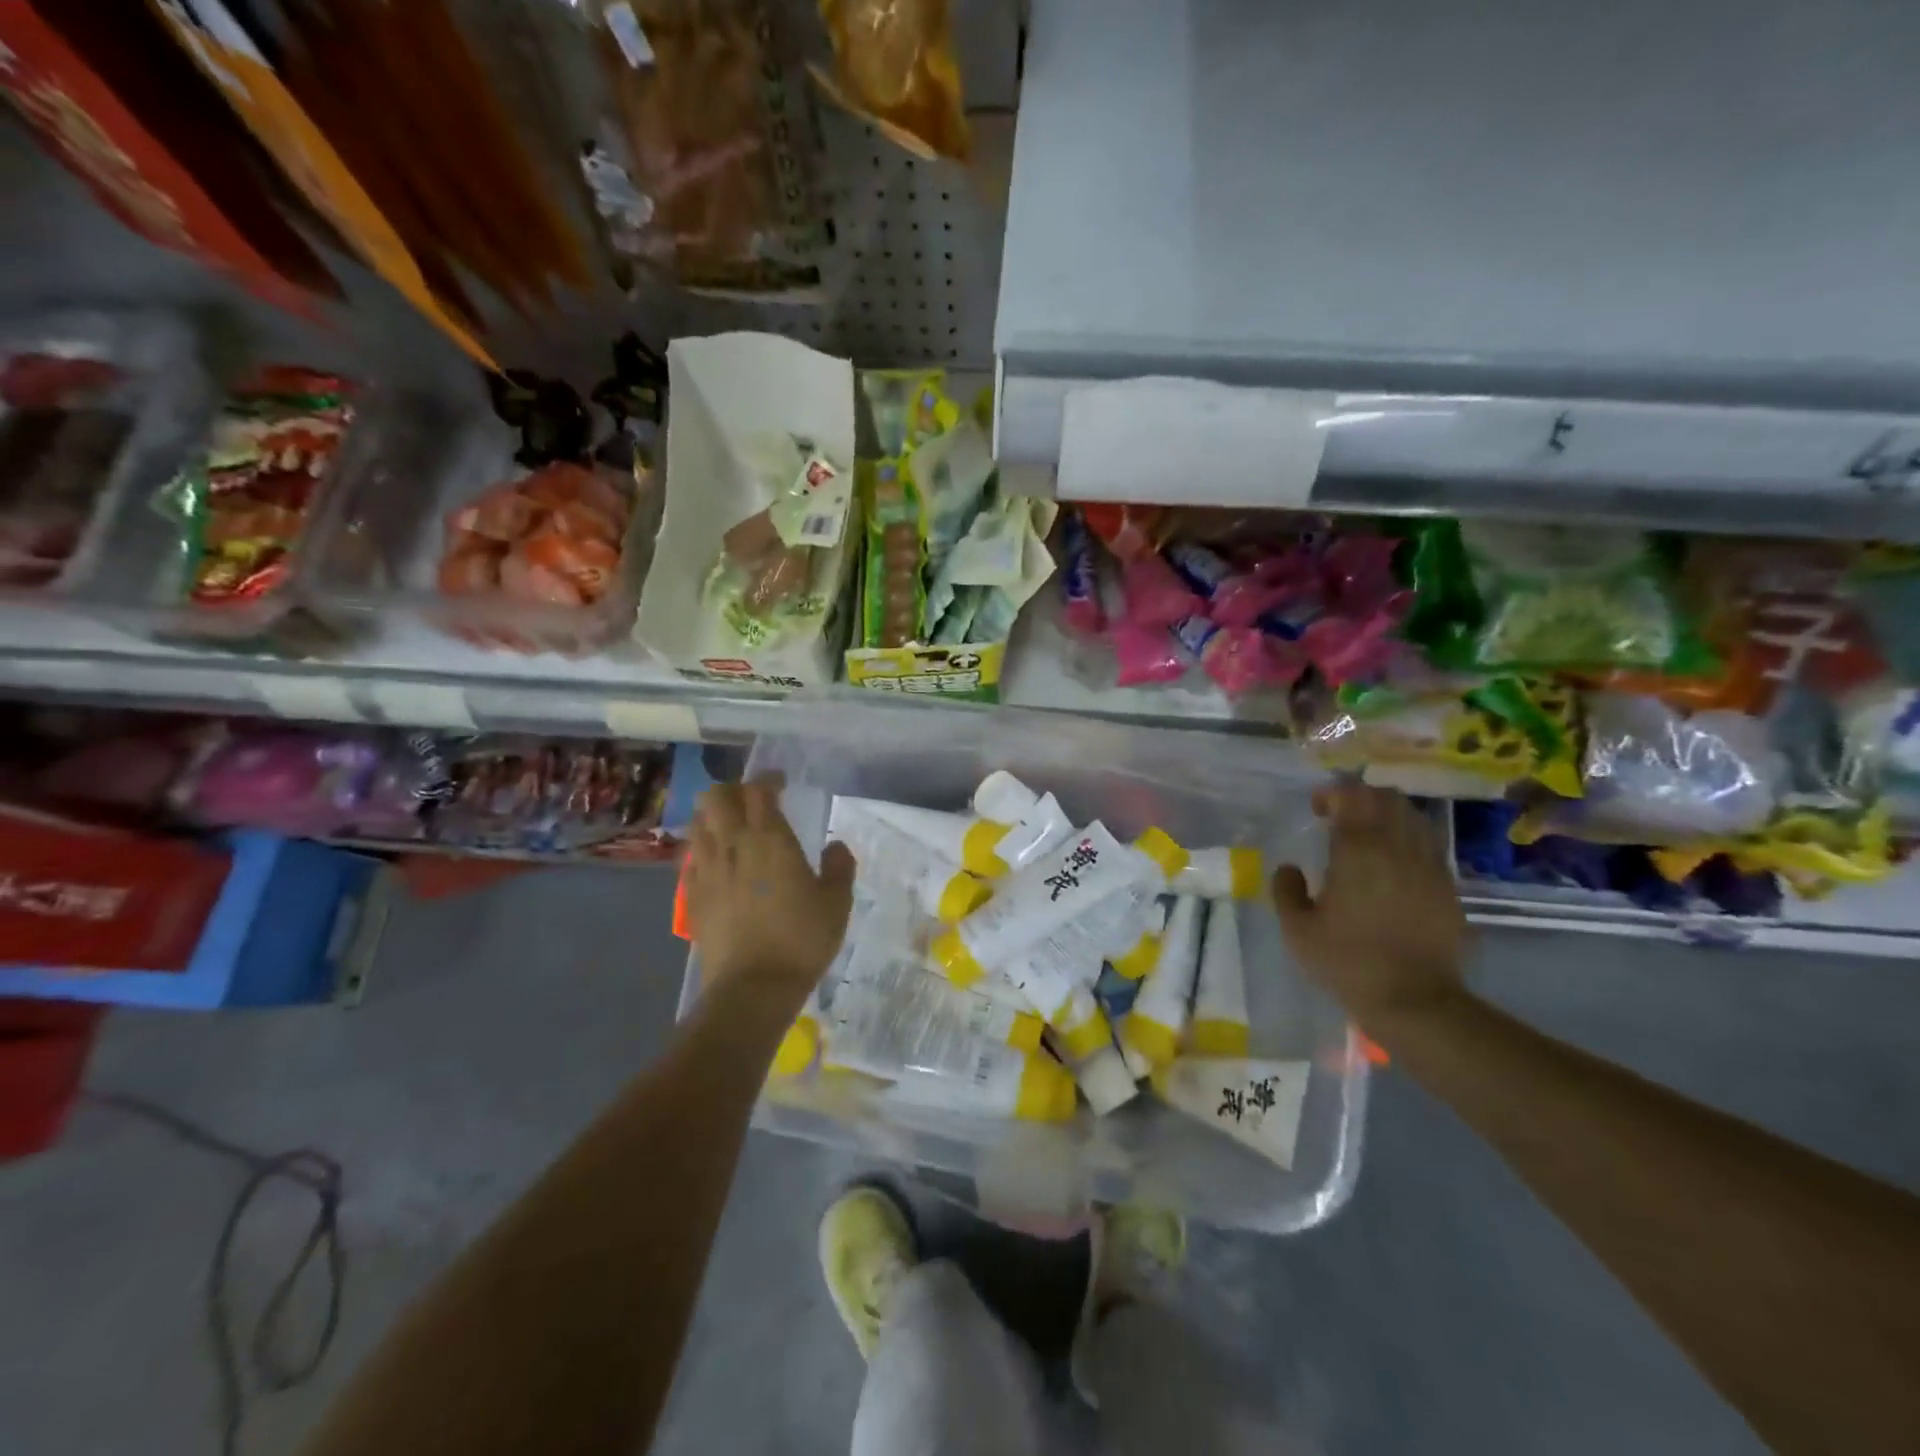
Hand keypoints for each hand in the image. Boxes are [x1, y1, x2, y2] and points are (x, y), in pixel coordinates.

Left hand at [687, 774, 856, 1003]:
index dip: (768, 780)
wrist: (753, 986)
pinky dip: (702, 849)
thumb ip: (839, 867)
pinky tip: (717, 864)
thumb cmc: (802, 939)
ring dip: (712, 816)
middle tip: (750, 801)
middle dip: (732, 790)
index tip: (780, 784)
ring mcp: (706, 870)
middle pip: (716, 796)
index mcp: (770, 838)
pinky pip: (691, 858)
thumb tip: (835, 847)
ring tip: (730, 828)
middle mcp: (732, 845)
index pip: (759, 790)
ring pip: (698, 823)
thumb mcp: (837, 902)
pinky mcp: (691, 895)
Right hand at [1272, 782, 1468, 1036]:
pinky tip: (1395, 863)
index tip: (1317, 807)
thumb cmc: (1348, 962)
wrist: (1415, 1001)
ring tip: (1369, 835)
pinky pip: (1429, 846)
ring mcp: (1429, 867)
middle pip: (1387, 800)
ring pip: (1414, 818)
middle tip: (1341, 815)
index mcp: (1358, 852)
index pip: (1352, 798)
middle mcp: (1397, 849)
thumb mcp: (1298, 930)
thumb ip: (1286, 891)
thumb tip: (1290, 868)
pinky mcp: (1448, 888)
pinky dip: (1409, 841)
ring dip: (1388, 816)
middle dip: (1362, 798)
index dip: (1333, 794)